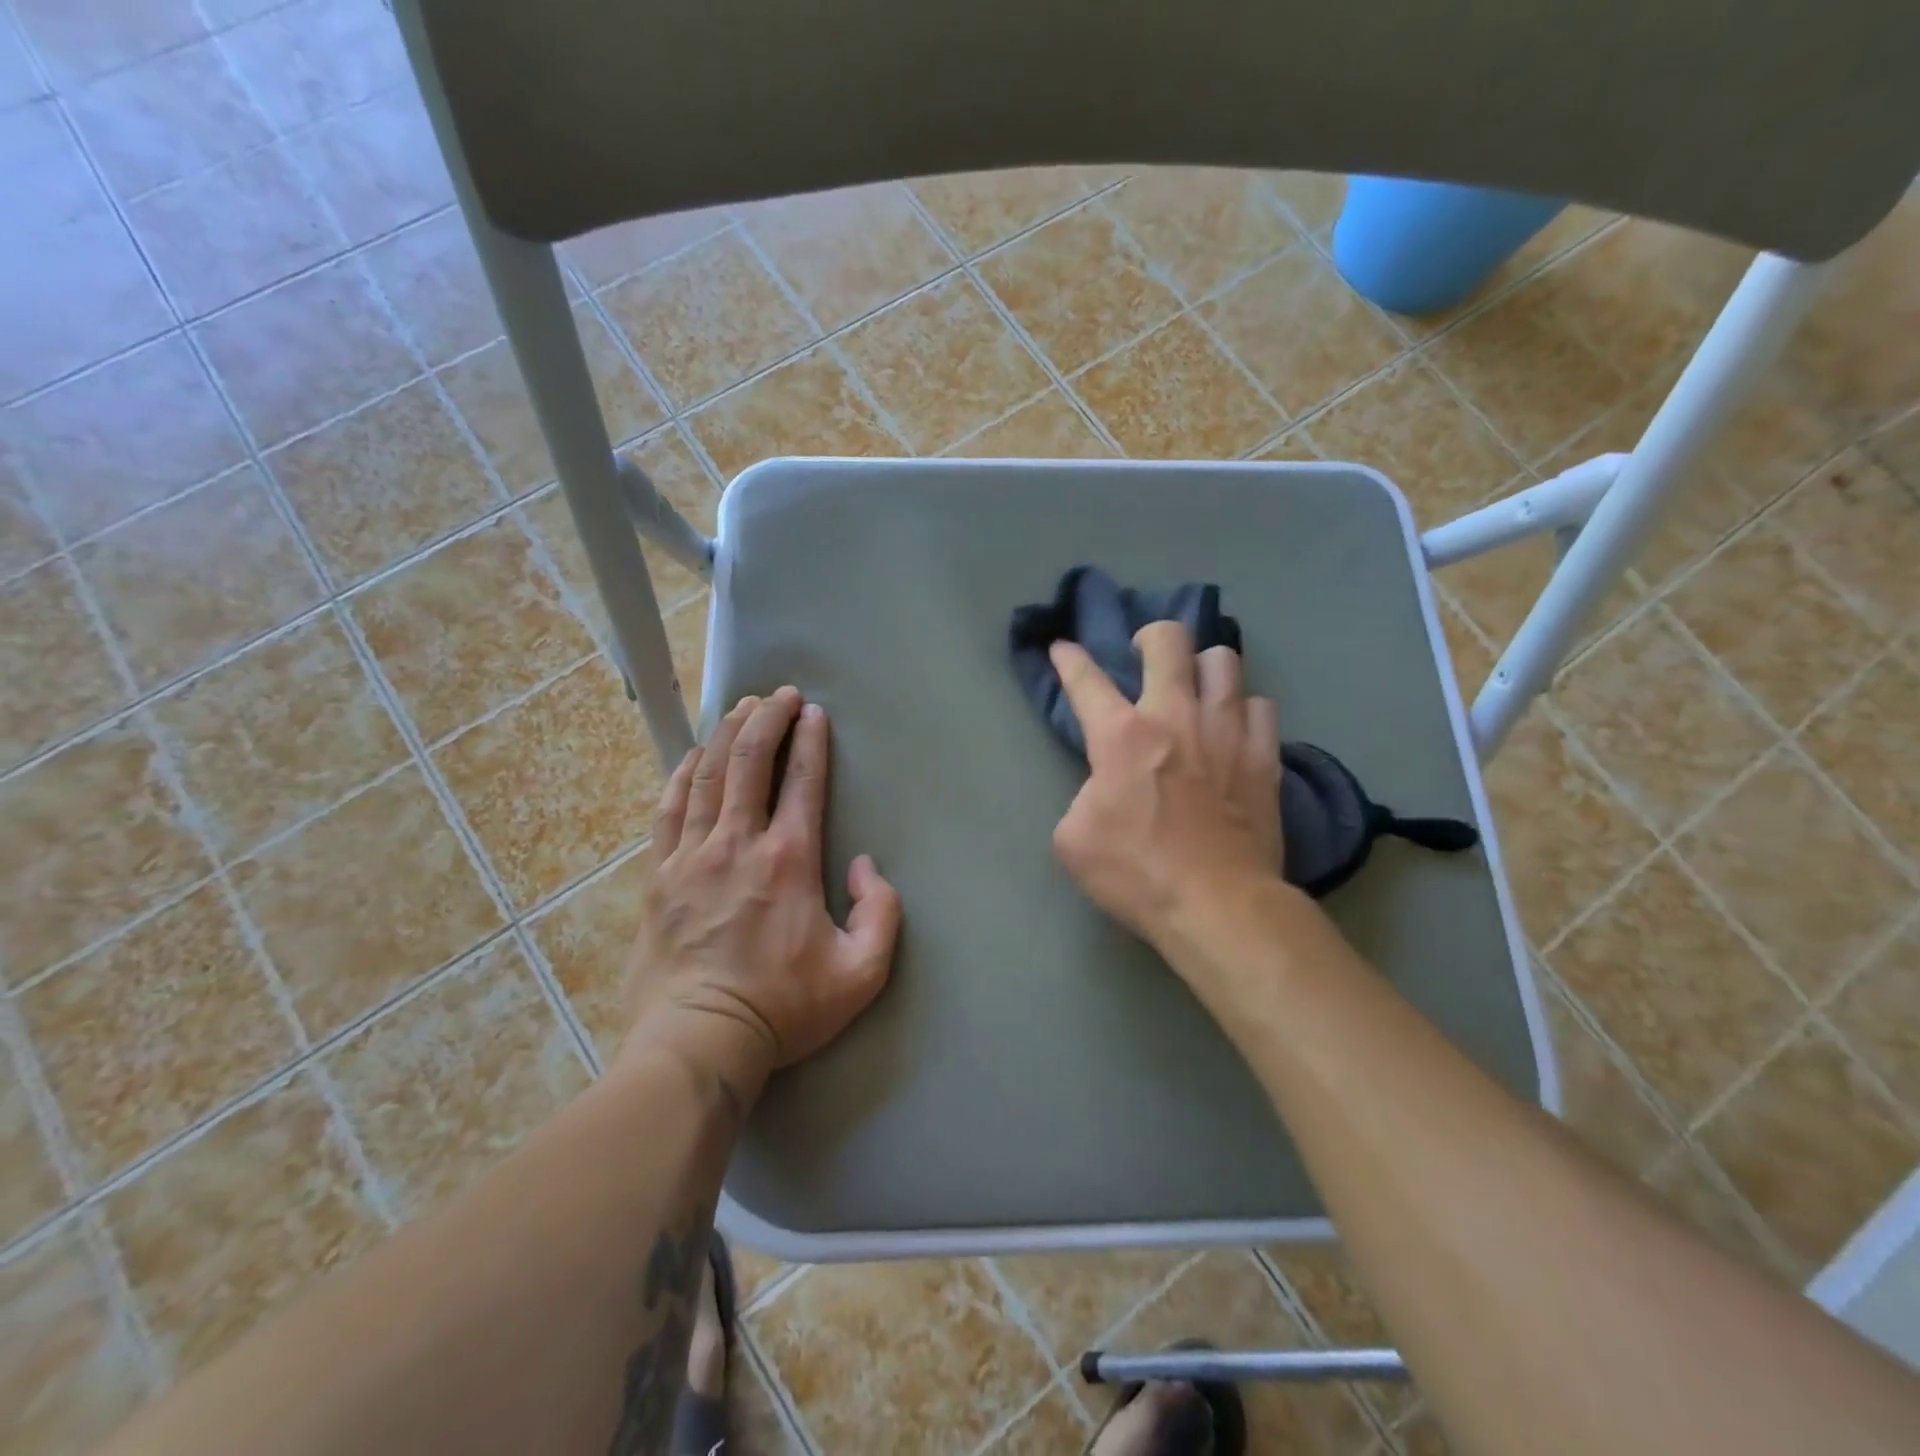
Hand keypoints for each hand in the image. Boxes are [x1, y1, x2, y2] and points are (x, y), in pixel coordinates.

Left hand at [618, 687, 902, 1095]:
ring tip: (741, 706)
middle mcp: (740, 843)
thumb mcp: (862, 972)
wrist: (699, 1042)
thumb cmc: (784, 1007)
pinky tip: (693, 755)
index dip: (810, 739)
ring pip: (709, 775)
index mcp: (790, 859)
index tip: (814, 712)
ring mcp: (693, 856)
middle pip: (751, 761)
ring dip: (728, 734)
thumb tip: (863, 864)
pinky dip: (683, 774)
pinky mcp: (660, 875)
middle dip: (767, 718)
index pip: (802, 780)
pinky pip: (670, 809)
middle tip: (780, 694)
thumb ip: (882, 911)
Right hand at [1050, 623, 1281, 944]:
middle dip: (1151, 636)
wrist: (1218, 905)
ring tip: (1197, 687)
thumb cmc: (1137, 873)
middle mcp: (1175, 716)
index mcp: (1121, 736)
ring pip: (1224, 661)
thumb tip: (1103, 787)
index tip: (1062, 649)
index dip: (1068, 658)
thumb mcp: (1074, 840)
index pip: (1085, 680)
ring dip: (1204, 668)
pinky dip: (1244, 710)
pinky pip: (1260, 706)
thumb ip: (1082, 797)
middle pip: (1169, 640)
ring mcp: (1227, 731)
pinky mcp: (1265, 755)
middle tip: (1145, 654)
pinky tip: (1236, 727)